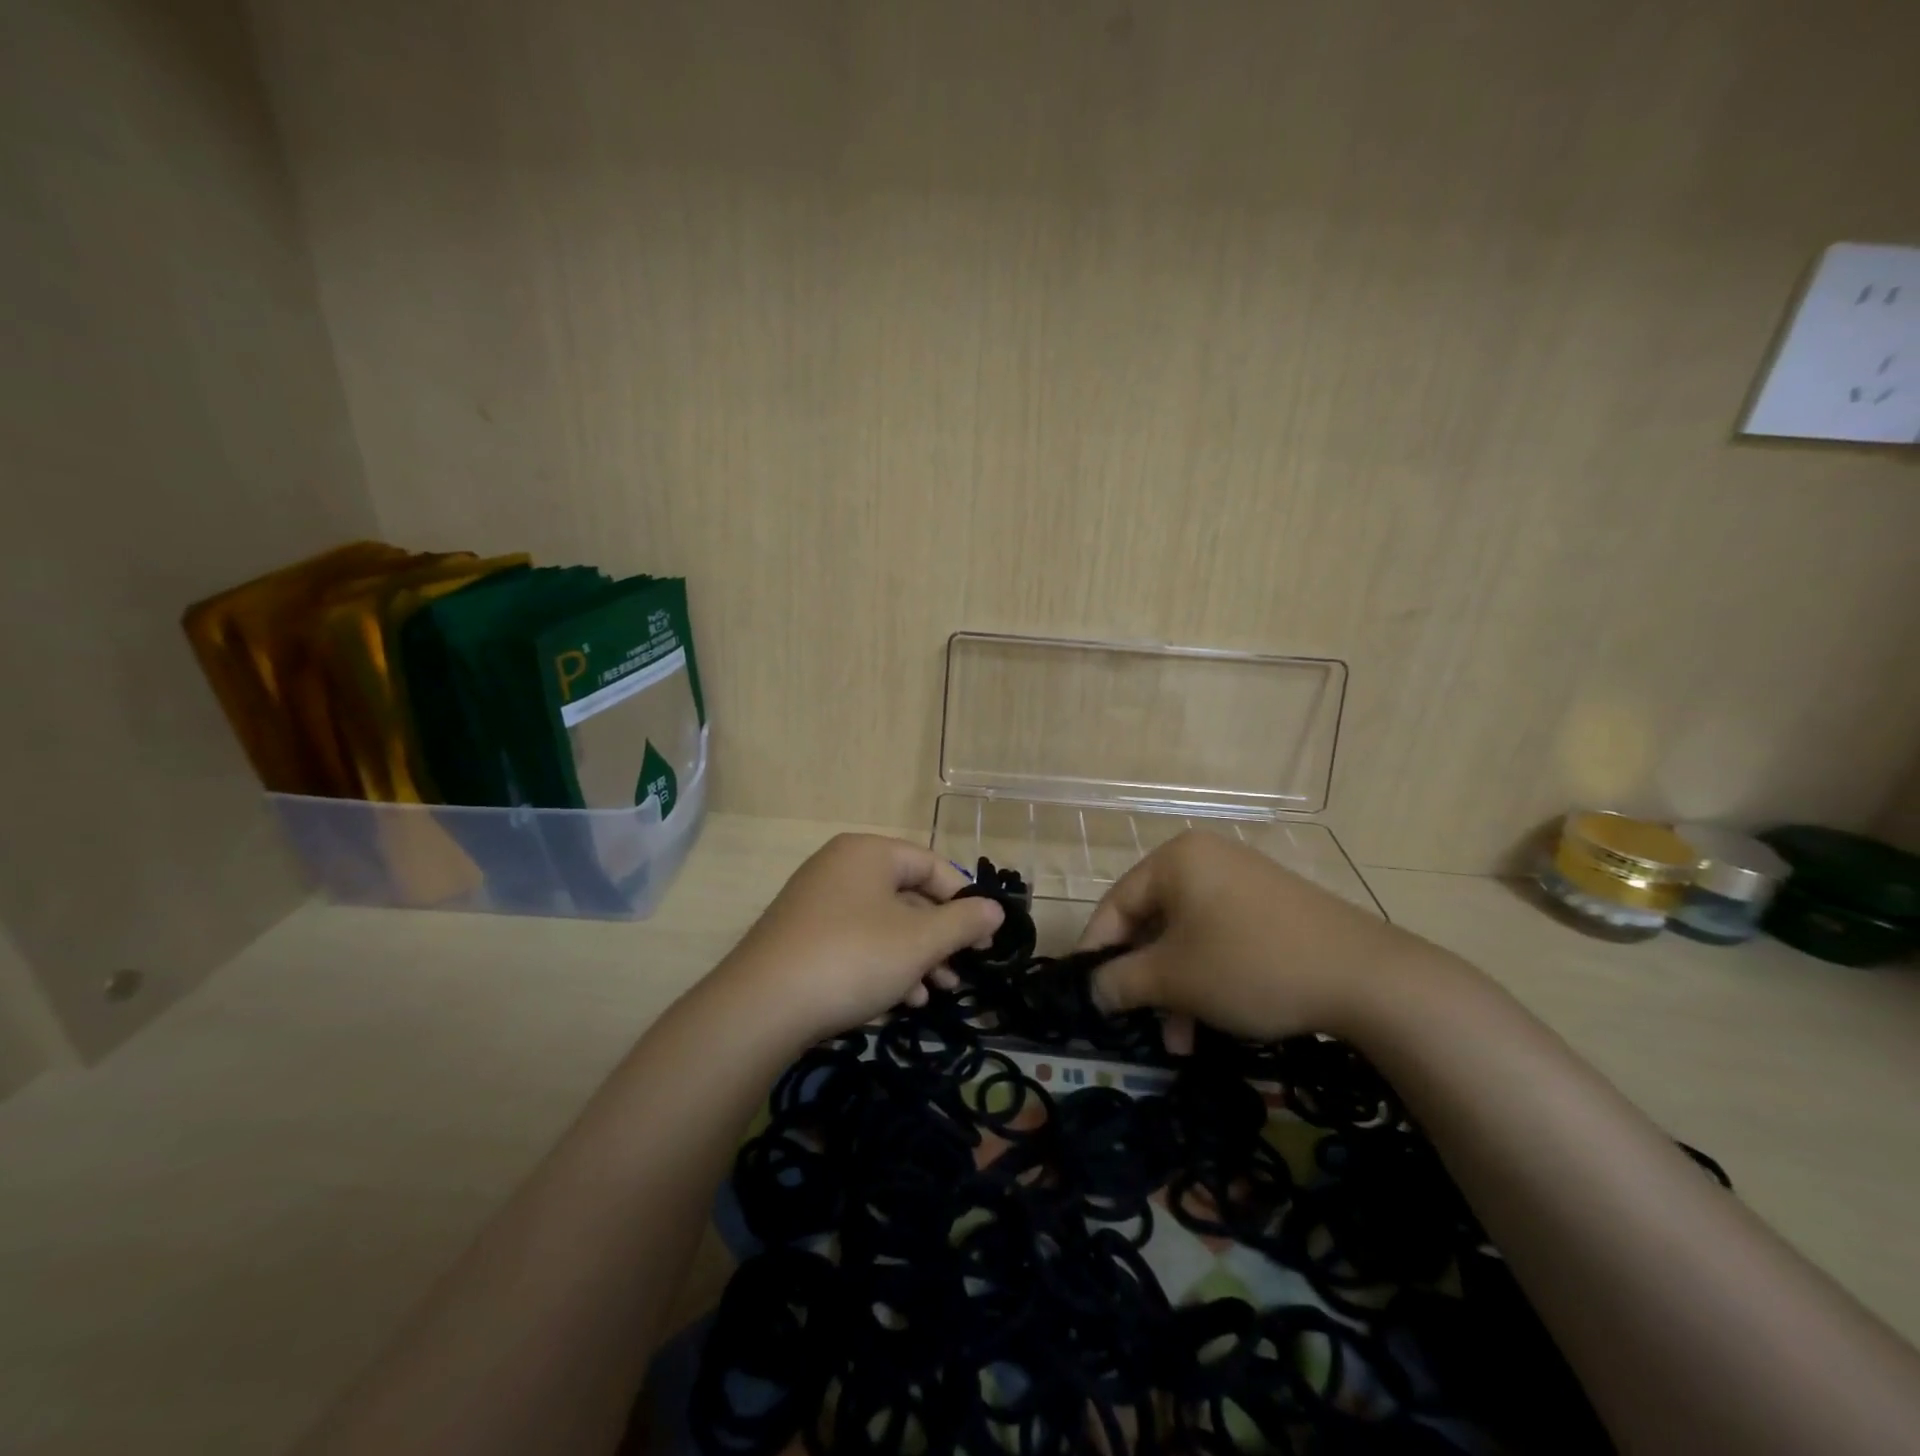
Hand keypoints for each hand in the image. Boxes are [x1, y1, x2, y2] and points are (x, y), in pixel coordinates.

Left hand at [720, 834, 1004, 1041]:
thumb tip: (995, 909)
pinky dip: (880, 966)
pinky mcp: (799, 938)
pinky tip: (895, 1002)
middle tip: (960, 973)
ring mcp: (815, 903)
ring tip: (931, 995)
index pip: (931, 865)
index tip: (984, 940)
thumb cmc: (853, 958)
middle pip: (906, 896)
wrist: (761, 1007)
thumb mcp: (919, 941)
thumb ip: (963, 922)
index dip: (963, 900)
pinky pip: (853, 942)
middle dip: (938, 938)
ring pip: (881, 925)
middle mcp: (839, 868)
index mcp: (868, 853)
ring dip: (912, 958)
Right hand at [1077, 831, 1444, 1045]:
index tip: (1087, 994)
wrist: (1367, 977)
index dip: (1097, 951)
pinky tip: (1217, 1018)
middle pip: (1154, 922)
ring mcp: (1244, 881)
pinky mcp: (1273, 907)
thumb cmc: (1250, 964)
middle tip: (1142, 1024)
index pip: (1116, 904)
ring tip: (1183, 1040)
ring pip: (1188, 937)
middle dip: (1146, 980)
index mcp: (1175, 860)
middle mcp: (1206, 860)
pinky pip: (1221, 938)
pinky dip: (1209, 976)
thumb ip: (1121, 981)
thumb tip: (1092, 989)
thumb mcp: (1175, 979)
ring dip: (1178, 988)